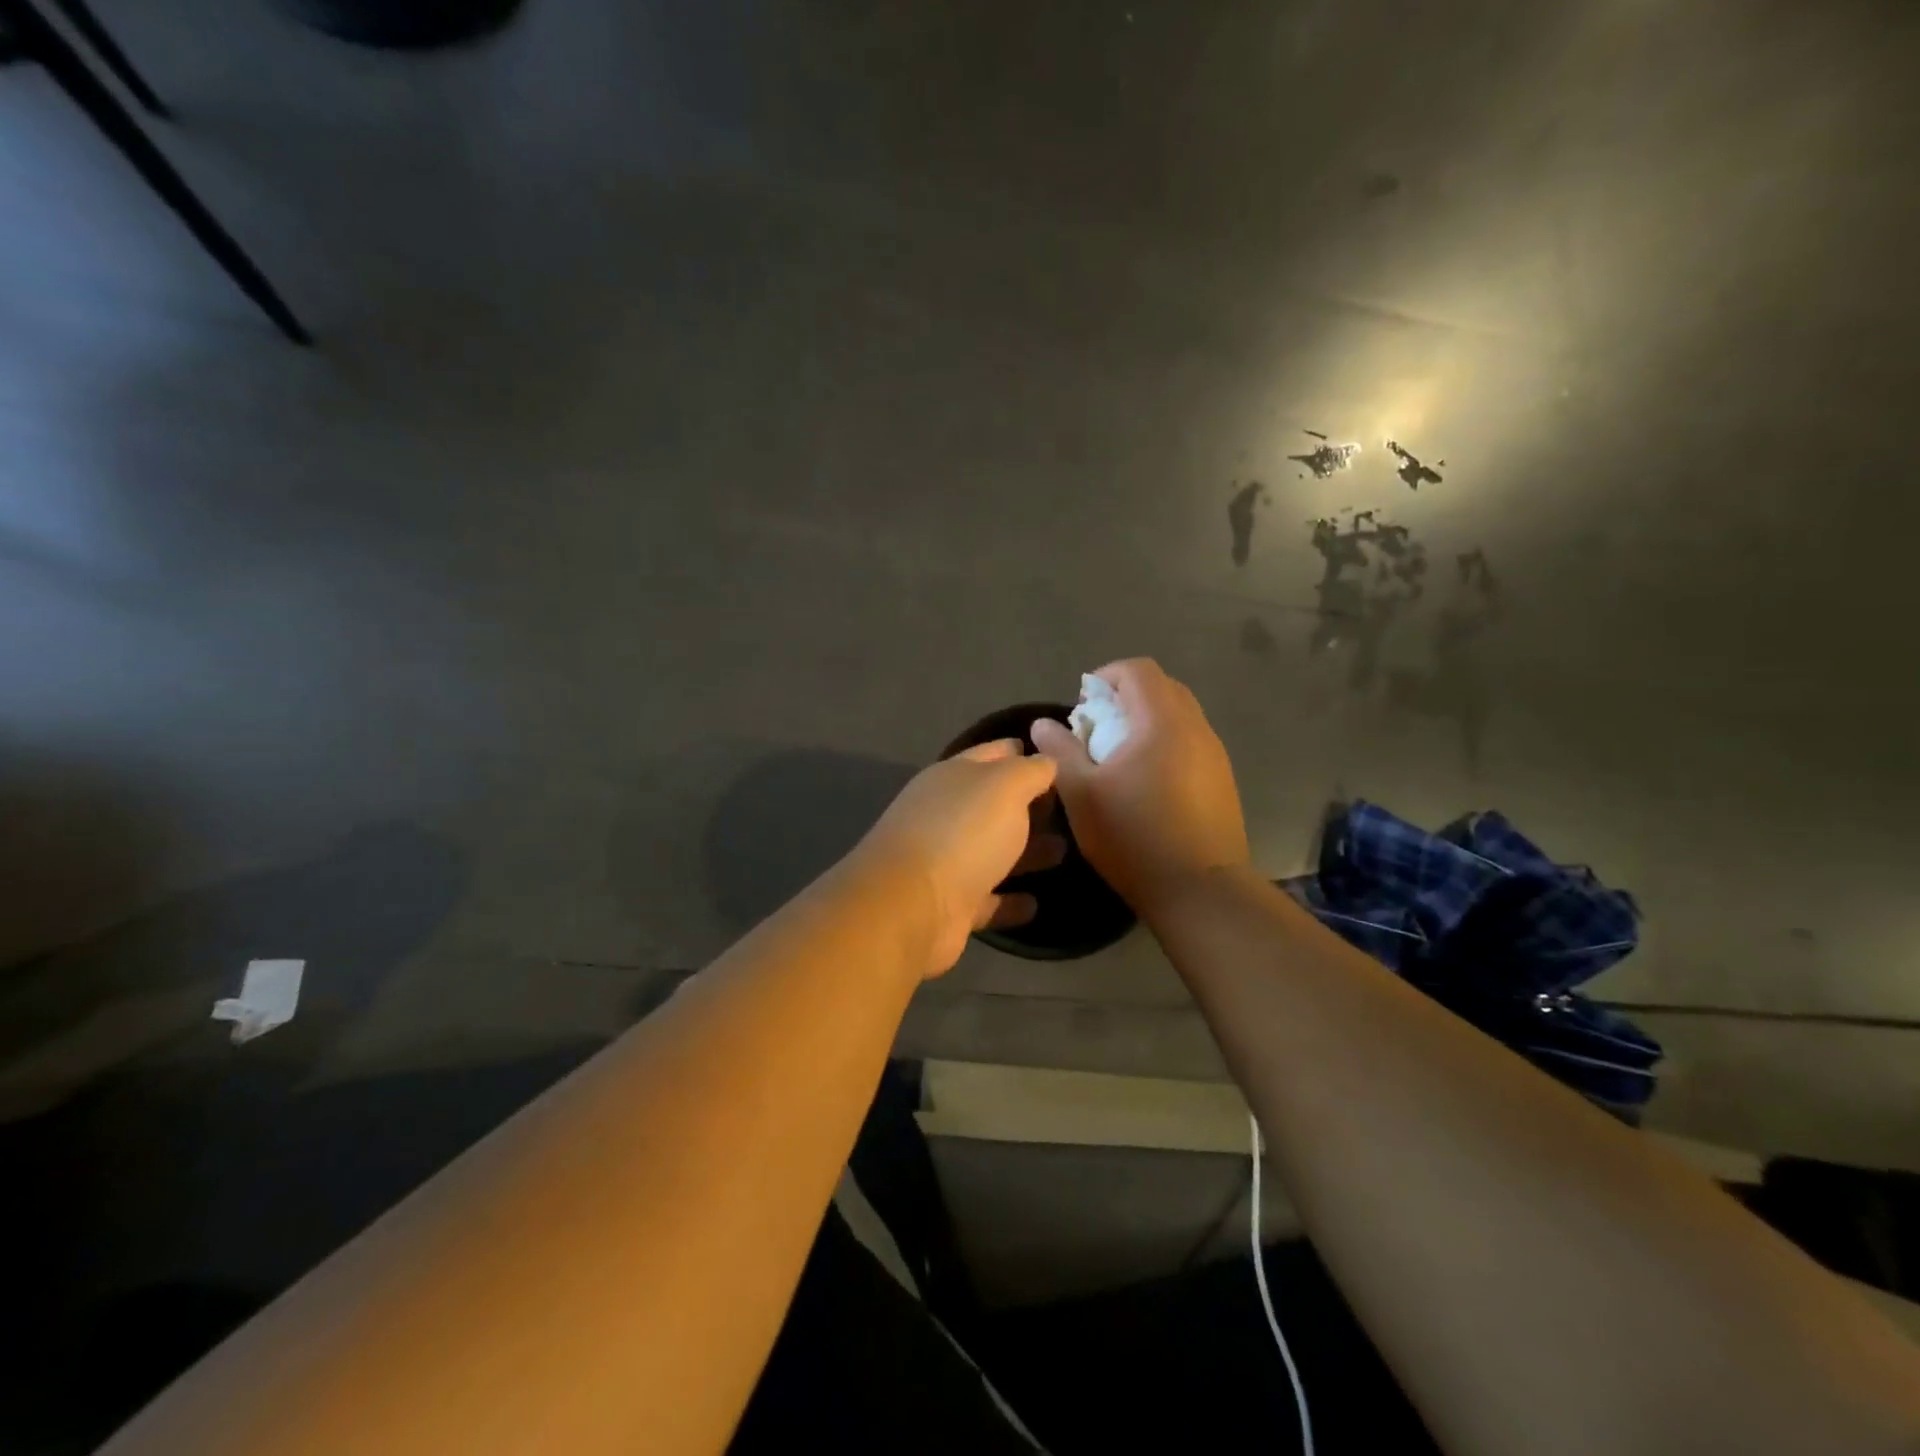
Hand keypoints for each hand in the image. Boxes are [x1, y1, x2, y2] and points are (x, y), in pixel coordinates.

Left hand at [855, 741, 1062, 977]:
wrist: (912, 906)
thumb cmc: (963, 833)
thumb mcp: (1006, 786)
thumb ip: (1031, 770)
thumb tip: (1047, 761)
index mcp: (953, 777)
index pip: (993, 754)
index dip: (1022, 752)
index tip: (1058, 759)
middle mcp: (945, 814)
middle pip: (993, 805)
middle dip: (1029, 806)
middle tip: (1071, 811)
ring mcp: (944, 861)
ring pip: (992, 851)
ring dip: (1026, 852)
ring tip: (1064, 851)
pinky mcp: (950, 904)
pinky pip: (987, 898)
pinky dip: (1009, 901)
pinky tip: (1035, 904)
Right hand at [1030, 659, 1248, 912]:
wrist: (1200, 889)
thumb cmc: (1133, 837)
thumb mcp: (1081, 794)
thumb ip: (1060, 751)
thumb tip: (1043, 723)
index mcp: (1162, 721)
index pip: (1138, 669)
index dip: (1106, 676)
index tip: (1083, 708)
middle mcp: (1196, 727)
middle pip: (1162, 688)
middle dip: (1125, 698)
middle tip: (1098, 730)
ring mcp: (1215, 754)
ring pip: (1179, 716)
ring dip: (1146, 723)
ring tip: (1119, 760)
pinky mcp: (1223, 779)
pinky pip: (1191, 743)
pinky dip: (1165, 745)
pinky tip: (1147, 784)